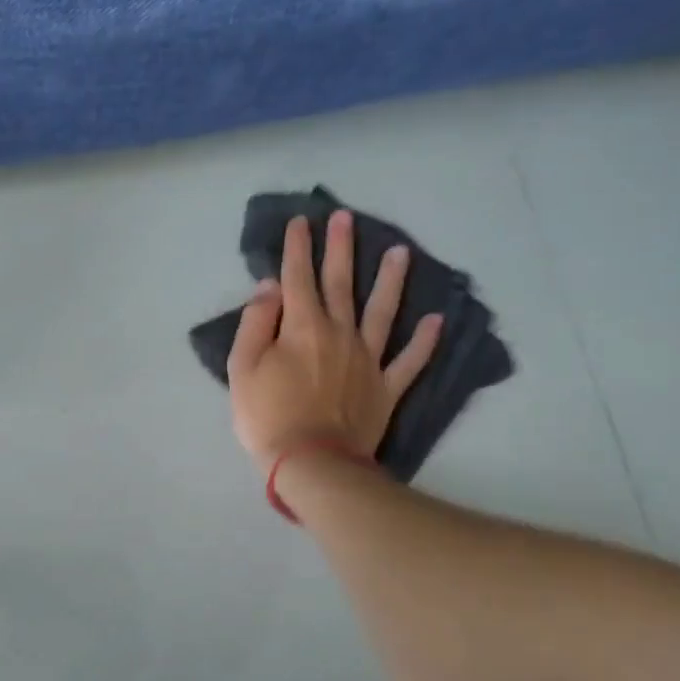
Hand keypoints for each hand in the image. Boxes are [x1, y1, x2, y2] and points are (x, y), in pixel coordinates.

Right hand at [227, 210, 441, 471]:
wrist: (311, 462)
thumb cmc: (267, 416)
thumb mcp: (242, 368)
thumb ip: (256, 323)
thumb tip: (270, 288)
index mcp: (302, 327)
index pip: (297, 277)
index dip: (298, 248)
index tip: (301, 221)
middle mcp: (339, 333)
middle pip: (340, 283)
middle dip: (340, 248)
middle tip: (345, 218)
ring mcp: (368, 359)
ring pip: (383, 311)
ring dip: (390, 280)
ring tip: (401, 251)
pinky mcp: (386, 387)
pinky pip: (410, 360)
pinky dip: (425, 341)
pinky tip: (436, 320)